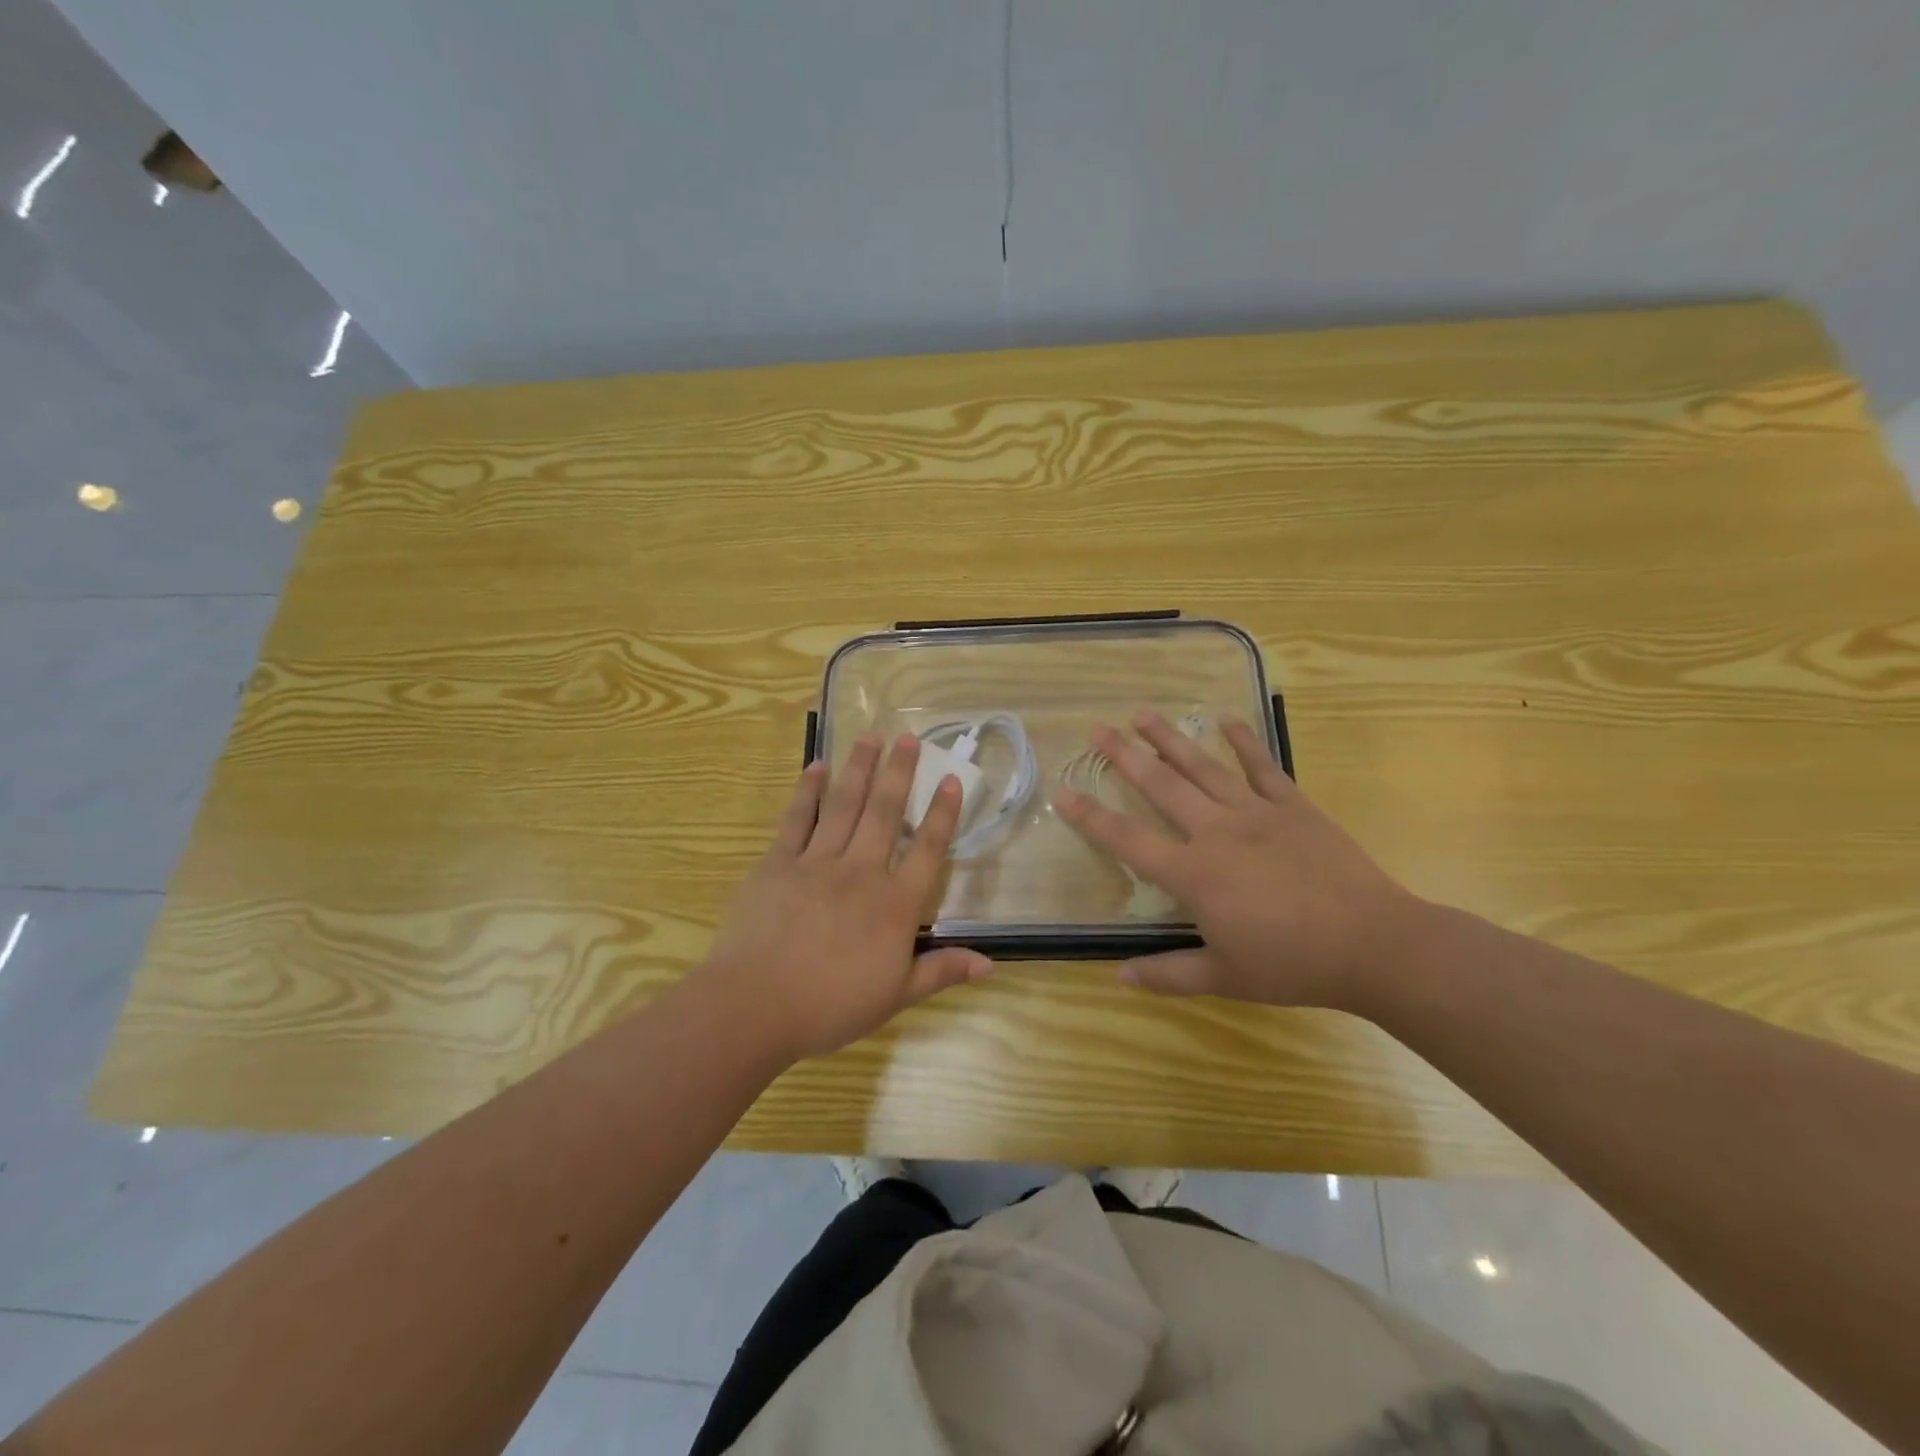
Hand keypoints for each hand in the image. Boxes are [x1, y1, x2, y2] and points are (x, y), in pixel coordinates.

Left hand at [696, 734, 991, 1062]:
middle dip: (900, 772)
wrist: (755, 1006)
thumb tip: (990, 964)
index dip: (941, 814)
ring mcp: (817, 863)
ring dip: (859, 769)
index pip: (927, 850)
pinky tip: (818, 767)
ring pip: (844, 806)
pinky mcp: (778, 863)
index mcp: (894, 905)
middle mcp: (861, 872)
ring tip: (870, 737)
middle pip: (885, 813)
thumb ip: (942, 971)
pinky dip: (809, 791)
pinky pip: (797, 819)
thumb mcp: (896, 996)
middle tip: (909, 737)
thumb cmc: (831, 1006)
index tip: (950, 779)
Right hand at [1054, 710, 1422, 1008]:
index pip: (1128, 840)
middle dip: (1124, 756)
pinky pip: (1263, 766)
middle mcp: (1216, 832)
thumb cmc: (1292, 964)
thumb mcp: (1225, 977)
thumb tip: (1118, 976)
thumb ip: (1168, 974)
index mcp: (1193, 874)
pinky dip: (1244, 740)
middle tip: (1097, 728)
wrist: (1373, 944)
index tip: (1064, 793)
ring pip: (1203, 766)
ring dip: (1170, 738)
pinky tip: (1225, 718)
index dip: (1091, 817)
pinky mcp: (1294, 806)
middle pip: (1161, 786)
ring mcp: (1256, 813)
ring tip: (1142, 713)